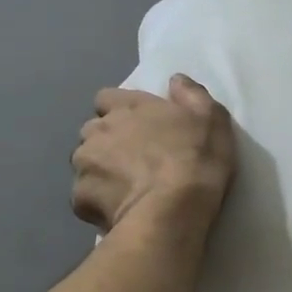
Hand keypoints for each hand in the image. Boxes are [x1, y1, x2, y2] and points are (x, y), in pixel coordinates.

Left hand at [72, 75, 235, 232]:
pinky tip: (120, 211)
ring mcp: (84, 165)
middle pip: (93, 131)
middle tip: (135, 161)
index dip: (120, 110)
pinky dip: (99, 202)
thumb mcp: (212, 119)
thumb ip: (191, 94)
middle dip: (108, 142)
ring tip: (127, 190)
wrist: (172, 211)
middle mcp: (97, 130)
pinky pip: (85, 198)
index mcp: (127, 107)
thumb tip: (176, 80)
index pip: (106, 97)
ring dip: (101, 172)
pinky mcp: (79, 199)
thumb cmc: (195, 159)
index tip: (137, 125)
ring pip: (86, 164)